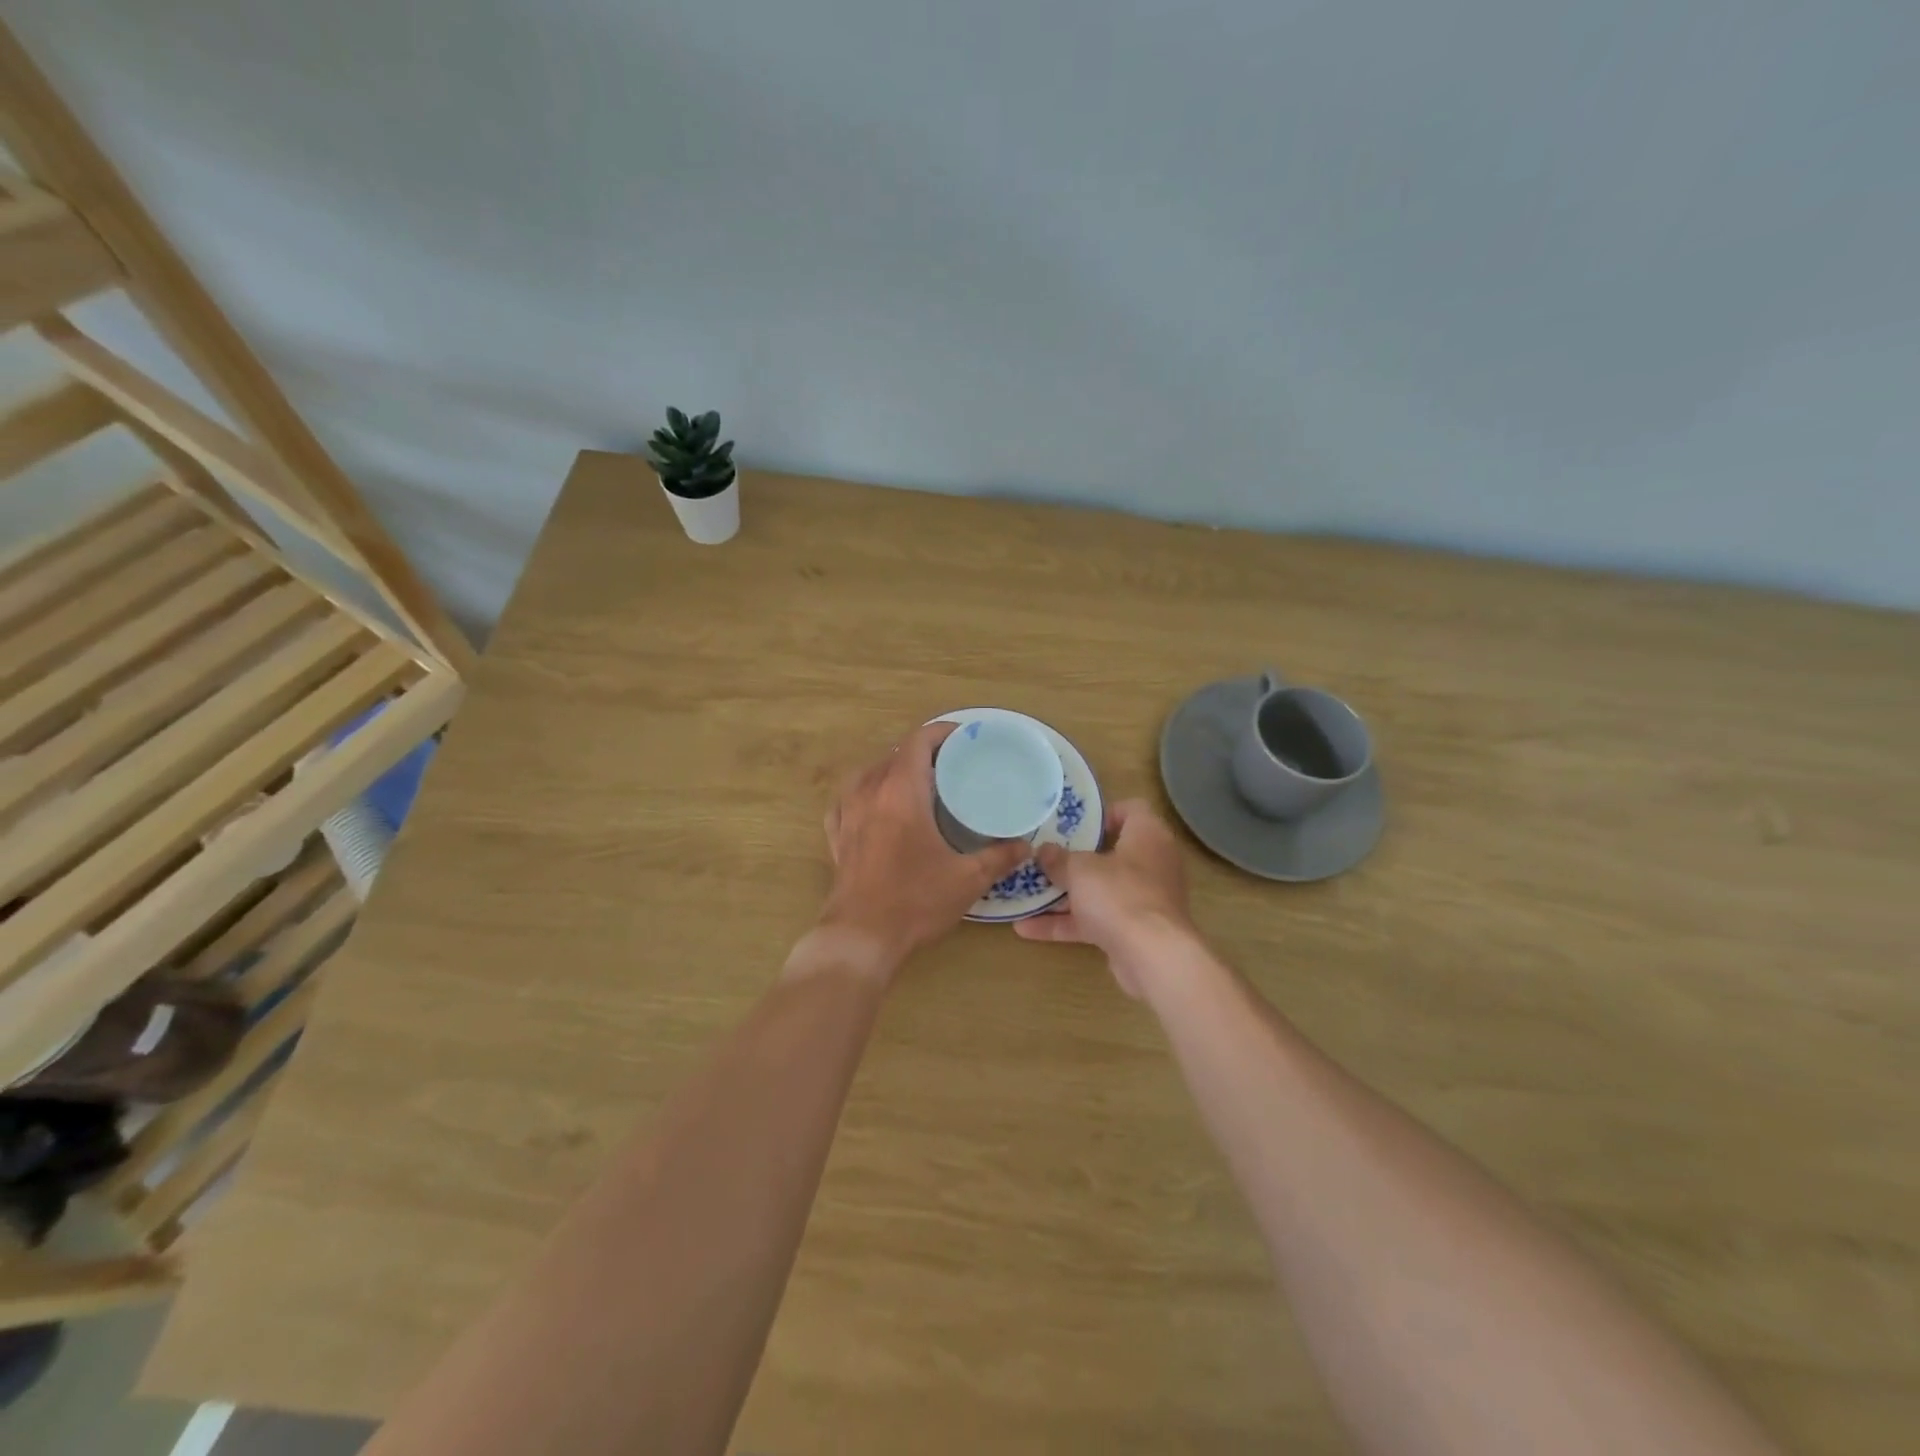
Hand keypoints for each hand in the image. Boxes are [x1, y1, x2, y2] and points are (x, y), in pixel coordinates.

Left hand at [813, 721, 1030, 976]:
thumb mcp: (967, 879)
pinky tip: (875, 807)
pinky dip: (864, 794)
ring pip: (868, 774)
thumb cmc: (915, 901)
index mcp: (901, 791)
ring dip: (892, 770)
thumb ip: (999, 857)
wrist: (861, 937)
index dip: (941, 733)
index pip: (918, 742)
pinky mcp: (837, 837)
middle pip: (894, 754)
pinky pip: (848, 800)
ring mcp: (848, 814)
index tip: (964, 739)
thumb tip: (1026, 846)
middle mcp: (870, 793)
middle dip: (922, 752)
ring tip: (916, 784)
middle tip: (951, 766)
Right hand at [1013, 799, 1198, 997]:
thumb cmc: (1119, 894)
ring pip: (1099, 890)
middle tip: (1043, 855)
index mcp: (1147, 836)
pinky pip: (1095, 920)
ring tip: (1026, 891)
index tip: (1072, 823)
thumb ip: (1059, 859)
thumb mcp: (1080, 870)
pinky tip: (1026, 928)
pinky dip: (1066, 923)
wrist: (1152, 957)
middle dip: (1074, 858)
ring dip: (1064, 894)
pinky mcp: (1132, 931)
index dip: (1103, 813)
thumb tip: (1044, 851)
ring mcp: (1142, 900)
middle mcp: (1150, 864)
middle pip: (1110, 852)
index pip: (1132, 809)